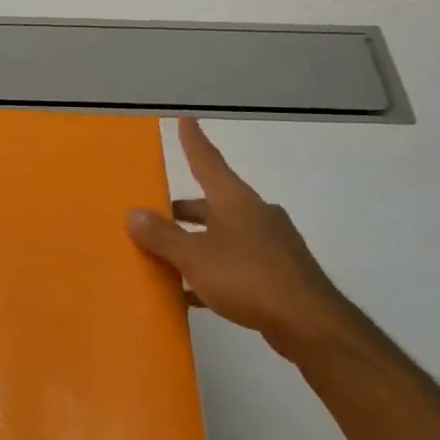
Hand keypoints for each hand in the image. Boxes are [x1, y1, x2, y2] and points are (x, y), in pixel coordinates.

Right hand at [126, 117, 352, 356]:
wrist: (306, 320)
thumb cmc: (246, 277)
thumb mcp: (194, 257)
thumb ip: (162, 236)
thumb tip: (133, 213)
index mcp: (235, 201)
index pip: (208, 163)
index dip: (193, 142)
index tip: (185, 120)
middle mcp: (255, 214)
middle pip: (212, 204)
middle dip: (183, 211)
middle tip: (156, 218)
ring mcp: (270, 243)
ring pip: (223, 235)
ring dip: (196, 243)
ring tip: (167, 259)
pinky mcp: (277, 272)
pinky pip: (235, 263)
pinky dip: (211, 271)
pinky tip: (191, 294)